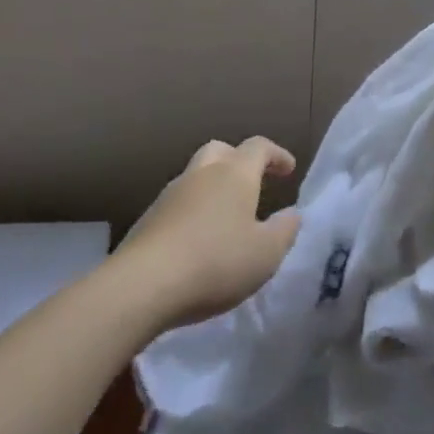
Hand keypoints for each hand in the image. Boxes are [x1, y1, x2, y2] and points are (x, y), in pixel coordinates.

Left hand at [115, 137, 300, 330]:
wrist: (141, 286)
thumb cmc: (216, 262)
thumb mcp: (266, 253)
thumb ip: (285, 231)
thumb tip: (291, 215)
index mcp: (234, 174)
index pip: (258, 147)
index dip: (276, 155)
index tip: (288, 169)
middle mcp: (201, 174)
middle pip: (220, 150)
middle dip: (239, 160)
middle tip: (253, 183)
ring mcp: (169, 195)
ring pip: (196, 176)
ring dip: (213, 187)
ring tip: (226, 217)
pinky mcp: (147, 220)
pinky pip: (178, 204)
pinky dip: (193, 211)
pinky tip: (198, 240)